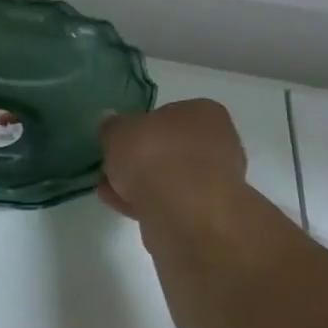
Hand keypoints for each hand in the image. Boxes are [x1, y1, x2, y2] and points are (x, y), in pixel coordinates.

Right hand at [97, 99, 248, 224]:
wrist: (184, 214)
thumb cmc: (155, 156)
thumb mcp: (118, 132)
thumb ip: (112, 127)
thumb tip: (110, 122)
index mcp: (204, 113)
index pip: (169, 114)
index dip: (141, 127)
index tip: (121, 141)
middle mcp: (219, 143)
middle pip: (170, 148)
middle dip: (141, 160)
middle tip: (113, 167)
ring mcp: (216, 181)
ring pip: (171, 178)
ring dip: (140, 183)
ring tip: (108, 190)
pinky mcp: (208, 214)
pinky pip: (172, 202)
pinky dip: (148, 203)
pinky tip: (119, 206)